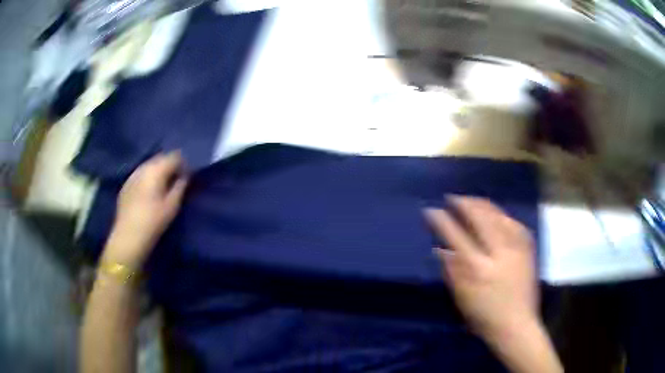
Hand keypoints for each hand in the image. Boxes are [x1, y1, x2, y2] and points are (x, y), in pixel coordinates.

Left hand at [102, 152, 188, 268]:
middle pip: (160, 158)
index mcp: (156, 170)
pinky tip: (148, 192)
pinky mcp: (126, 184)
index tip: (186, 177)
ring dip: (157, 171)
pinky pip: (140, 174)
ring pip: (149, 165)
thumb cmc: (153, 221)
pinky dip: (147, 178)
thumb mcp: (172, 206)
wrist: (129, 236)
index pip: (174, 156)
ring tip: (162, 186)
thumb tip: (184, 176)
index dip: (183, 164)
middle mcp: (143, 167)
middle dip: (169, 166)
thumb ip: (180, 187)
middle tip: (175, 181)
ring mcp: (132, 175)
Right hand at [425, 196, 537, 341]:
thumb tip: (439, 249)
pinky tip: (498, 213)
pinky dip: (503, 215)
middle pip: (481, 218)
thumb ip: (451, 271)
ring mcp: (516, 249)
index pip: (456, 236)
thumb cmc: (485, 316)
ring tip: (472, 200)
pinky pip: (516, 224)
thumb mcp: (462, 298)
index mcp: (478, 268)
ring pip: (499, 217)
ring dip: (483, 205)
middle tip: (453, 197)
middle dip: (464, 204)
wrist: (517, 325)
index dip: (442, 220)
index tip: (431, 210)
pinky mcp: (528, 250)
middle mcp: (499, 252)